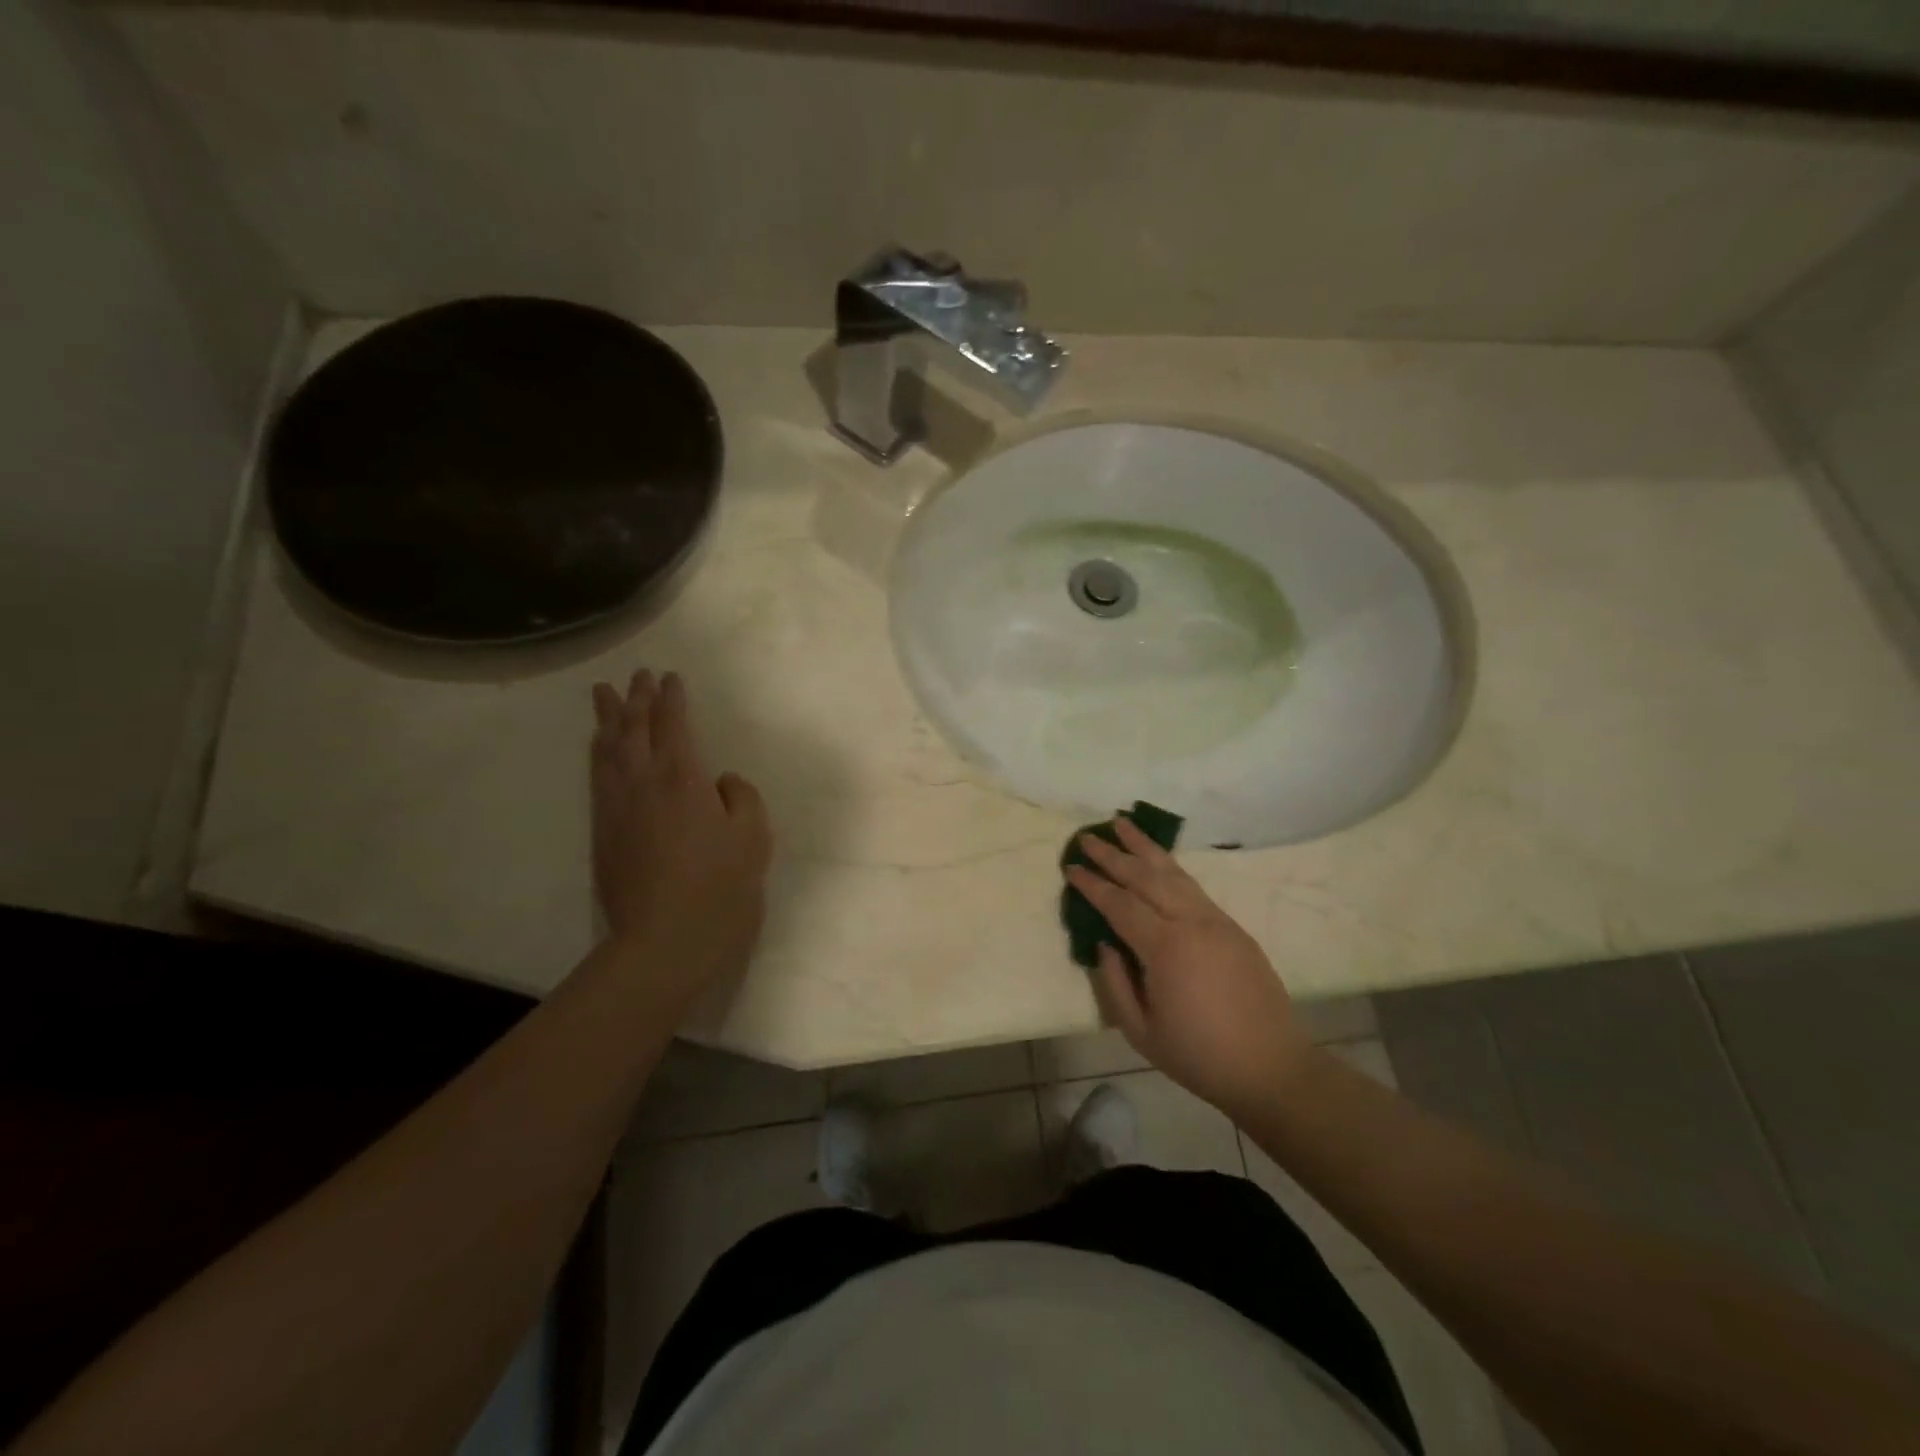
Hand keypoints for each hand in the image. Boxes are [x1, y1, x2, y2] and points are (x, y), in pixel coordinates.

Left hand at [591, 670, 771, 1003]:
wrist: (664, 941)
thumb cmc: (719, 887)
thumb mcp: (754, 837)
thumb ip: (742, 797)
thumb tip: (722, 781)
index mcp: (682, 778)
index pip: (673, 724)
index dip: (672, 698)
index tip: (670, 678)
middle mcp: (642, 782)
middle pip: (633, 729)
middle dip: (637, 699)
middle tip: (637, 676)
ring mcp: (616, 807)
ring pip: (607, 749)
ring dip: (608, 719)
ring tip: (605, 695)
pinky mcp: (602, 832)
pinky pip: (597, 776)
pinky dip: (598, 752)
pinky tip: (599, 748)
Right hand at [1064, 817, 1311, 1117]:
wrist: (1270, 1067)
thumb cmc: (1198, 1055)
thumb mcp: (1140, 1031)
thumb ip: (1114, 982)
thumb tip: (1104, 943)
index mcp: (1166, 948)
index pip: (1120, 904)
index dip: (1092, 884)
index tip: (1070, 867)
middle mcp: (1191, 922)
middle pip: (1145, 877)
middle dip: (1113, 854)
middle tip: (1087, 836)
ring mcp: (1215, 920)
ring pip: (1173, 872)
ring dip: (1144, 847)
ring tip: (1122, 823)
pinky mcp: (1231, 926)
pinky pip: (1193, 886)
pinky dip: (1170, 866)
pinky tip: (1158, 860)